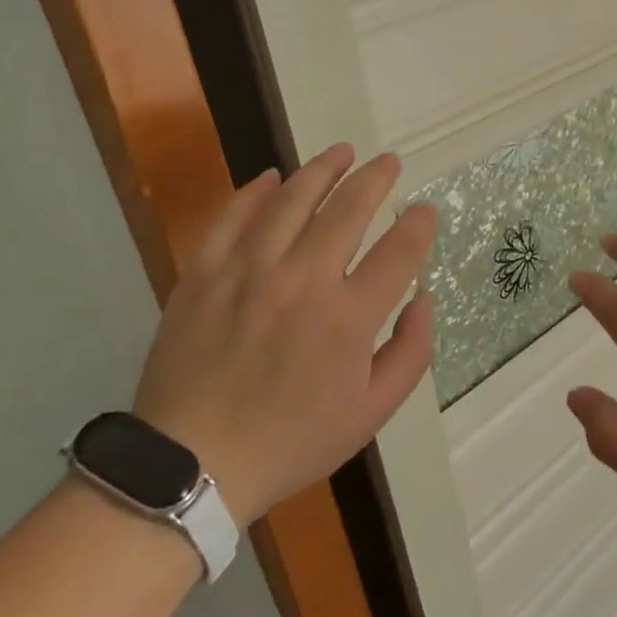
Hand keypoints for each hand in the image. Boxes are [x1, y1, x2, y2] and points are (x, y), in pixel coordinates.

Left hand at [132, 145, 435, 520]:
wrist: (191, 464)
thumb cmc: (291, 441)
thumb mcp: (371, 414)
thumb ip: (411, 353)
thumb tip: (423, 299)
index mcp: (348, 319)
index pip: (399, 251)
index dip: (418, 224)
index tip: (424, 210)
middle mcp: (303, 282)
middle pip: (349, 209)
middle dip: (376, 178)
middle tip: (389, 162)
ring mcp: (248, 272)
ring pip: (292, 200)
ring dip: (323, 169)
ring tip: (342, 152)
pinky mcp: (204, 274)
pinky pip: (233, 217)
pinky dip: (255, 191)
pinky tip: (273, 177)